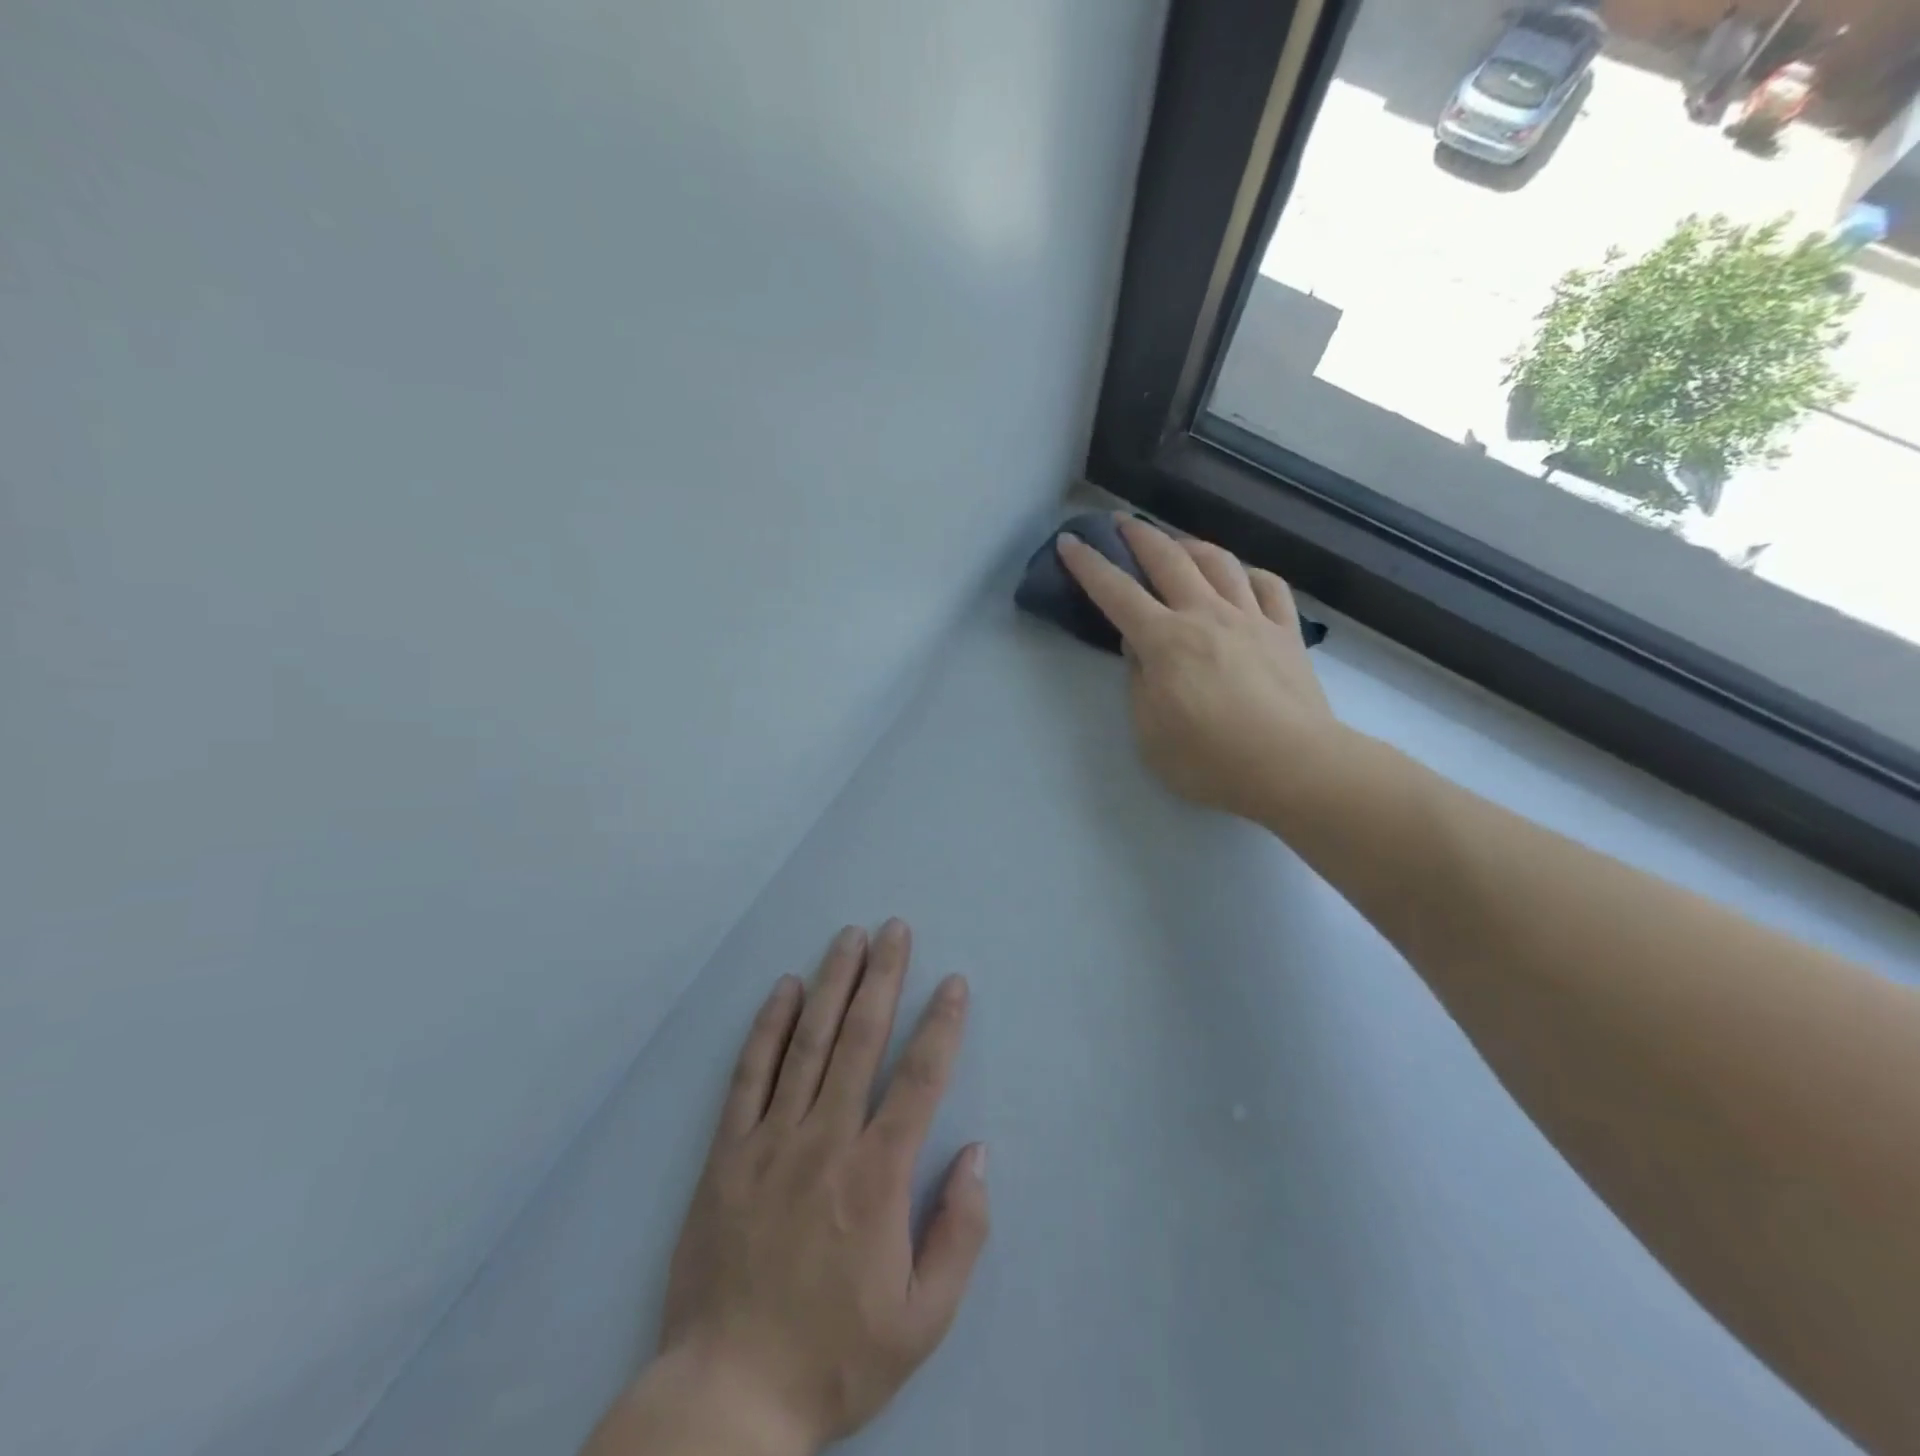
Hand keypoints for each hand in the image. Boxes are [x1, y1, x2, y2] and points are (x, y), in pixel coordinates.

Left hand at [586, 921, 986, 1455]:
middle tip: (895, 929)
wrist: (725, 1399)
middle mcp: (825, 1141)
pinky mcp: (727, 1153)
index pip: (919, 1080)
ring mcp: (771, 1141)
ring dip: (833, 983)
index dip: (941, 1025)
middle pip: (861, 1039)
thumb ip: (960, 1232)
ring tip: (849, 937)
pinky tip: (785, 989)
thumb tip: (977, 1153)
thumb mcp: (922, 1320)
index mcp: (877, 1178)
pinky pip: (750, 1075)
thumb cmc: (833, 1357)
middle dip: (883, 976)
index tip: (953, 982)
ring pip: (809, 1043)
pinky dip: (769, 1027)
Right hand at [1058, 515, 1340, 823]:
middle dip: (1139, 535)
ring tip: (1177, 543)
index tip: (1069, 542)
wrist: (1293, 767)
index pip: (1116, 593)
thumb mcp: (1149, 732)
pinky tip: (1240, 575)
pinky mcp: (1285, 632)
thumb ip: (1138, 683)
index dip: (1089, 566)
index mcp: (1164, 640)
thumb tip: (1139, 648)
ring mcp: (1251, 619)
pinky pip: (1268, 586)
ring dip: (1190, 544)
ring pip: (1219, 562)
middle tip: (1121, 522)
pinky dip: (1248, 573)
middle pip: (1168, 560)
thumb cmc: (1209, 760)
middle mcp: (1205, 615)